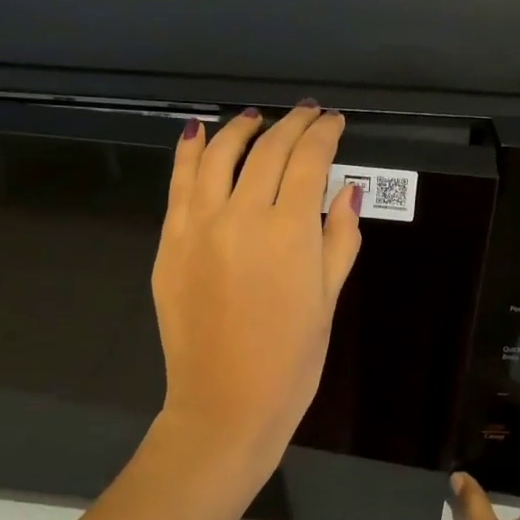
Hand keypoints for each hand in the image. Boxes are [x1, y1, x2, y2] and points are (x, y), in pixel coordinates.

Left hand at [150, 102, 362, 485]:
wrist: (225, 405)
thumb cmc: (291, 361)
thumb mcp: (328, 300)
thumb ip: (340, 238)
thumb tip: (348, 189)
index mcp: (290, 232)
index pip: (308, 162)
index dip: (324, 135)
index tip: (333, 122)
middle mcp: (242, 215)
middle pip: (268, 151)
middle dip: (292, 126)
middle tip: (307, 114)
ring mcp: (198, 226)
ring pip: (219, 156)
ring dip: (241, 129)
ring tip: (256, 119)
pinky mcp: (170, 242)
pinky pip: (180, 184)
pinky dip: (190, 152)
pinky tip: (198, 132)